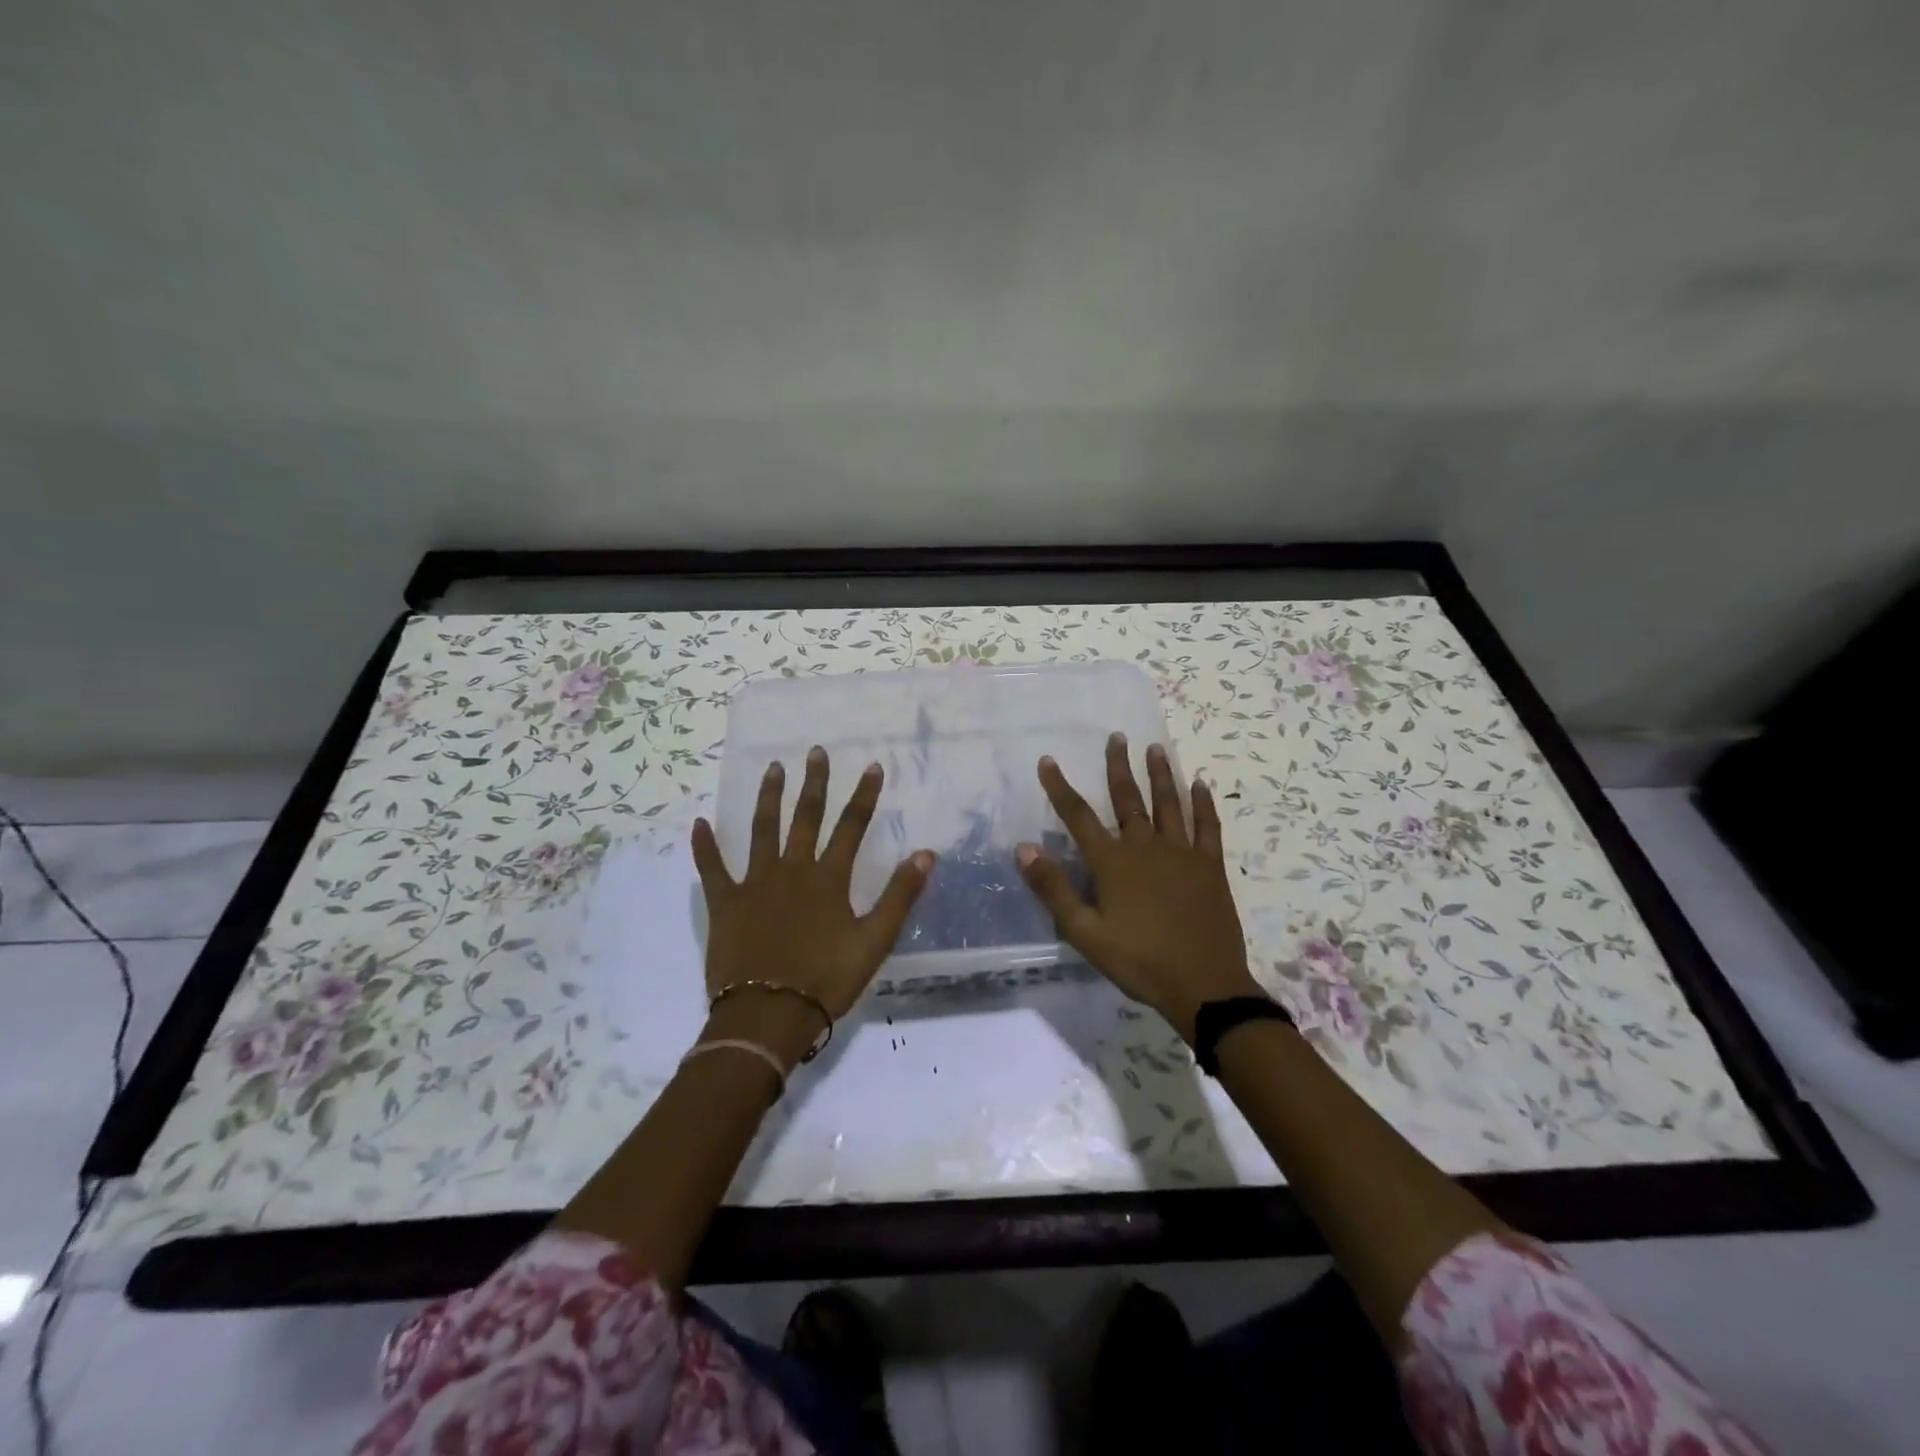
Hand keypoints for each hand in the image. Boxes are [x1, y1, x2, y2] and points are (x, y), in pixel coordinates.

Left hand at [690, 747, 933, 1062]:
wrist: (767, 1015)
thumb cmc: (826, 980)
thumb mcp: (875, 941)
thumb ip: (900, 895)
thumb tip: (926, 854)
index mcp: (828, 879)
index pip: (851, 827)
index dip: (863, 796)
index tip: (871, 766)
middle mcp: (792, 870)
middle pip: (805, 818)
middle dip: (814, 784)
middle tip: (815, 752)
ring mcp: (755, 884)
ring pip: (762, 831)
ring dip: (768, 798)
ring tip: (773, 768)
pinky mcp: (726, 904)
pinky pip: (712, 869)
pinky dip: (705, 846)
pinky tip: (699, 823)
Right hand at [1017, 733, 1259, 1040]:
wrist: (1204, 985)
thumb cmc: (1139, 961)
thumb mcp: (1085, 934)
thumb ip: (1054, 890)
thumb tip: (1023, 848)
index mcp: (1112, 863)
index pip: (1078, 816)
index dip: (1060, 787)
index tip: (1048, 760)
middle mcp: (1145, 847)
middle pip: (1128, 799)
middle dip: (1118, 767)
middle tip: (1117, 737)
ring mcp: (1182, 853)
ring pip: (1169, 803)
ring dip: (1160, 774)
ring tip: (1154, 748)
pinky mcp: (1210, 866)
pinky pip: (1207, 826)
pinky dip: (1204, 803)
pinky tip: (1201, 784)